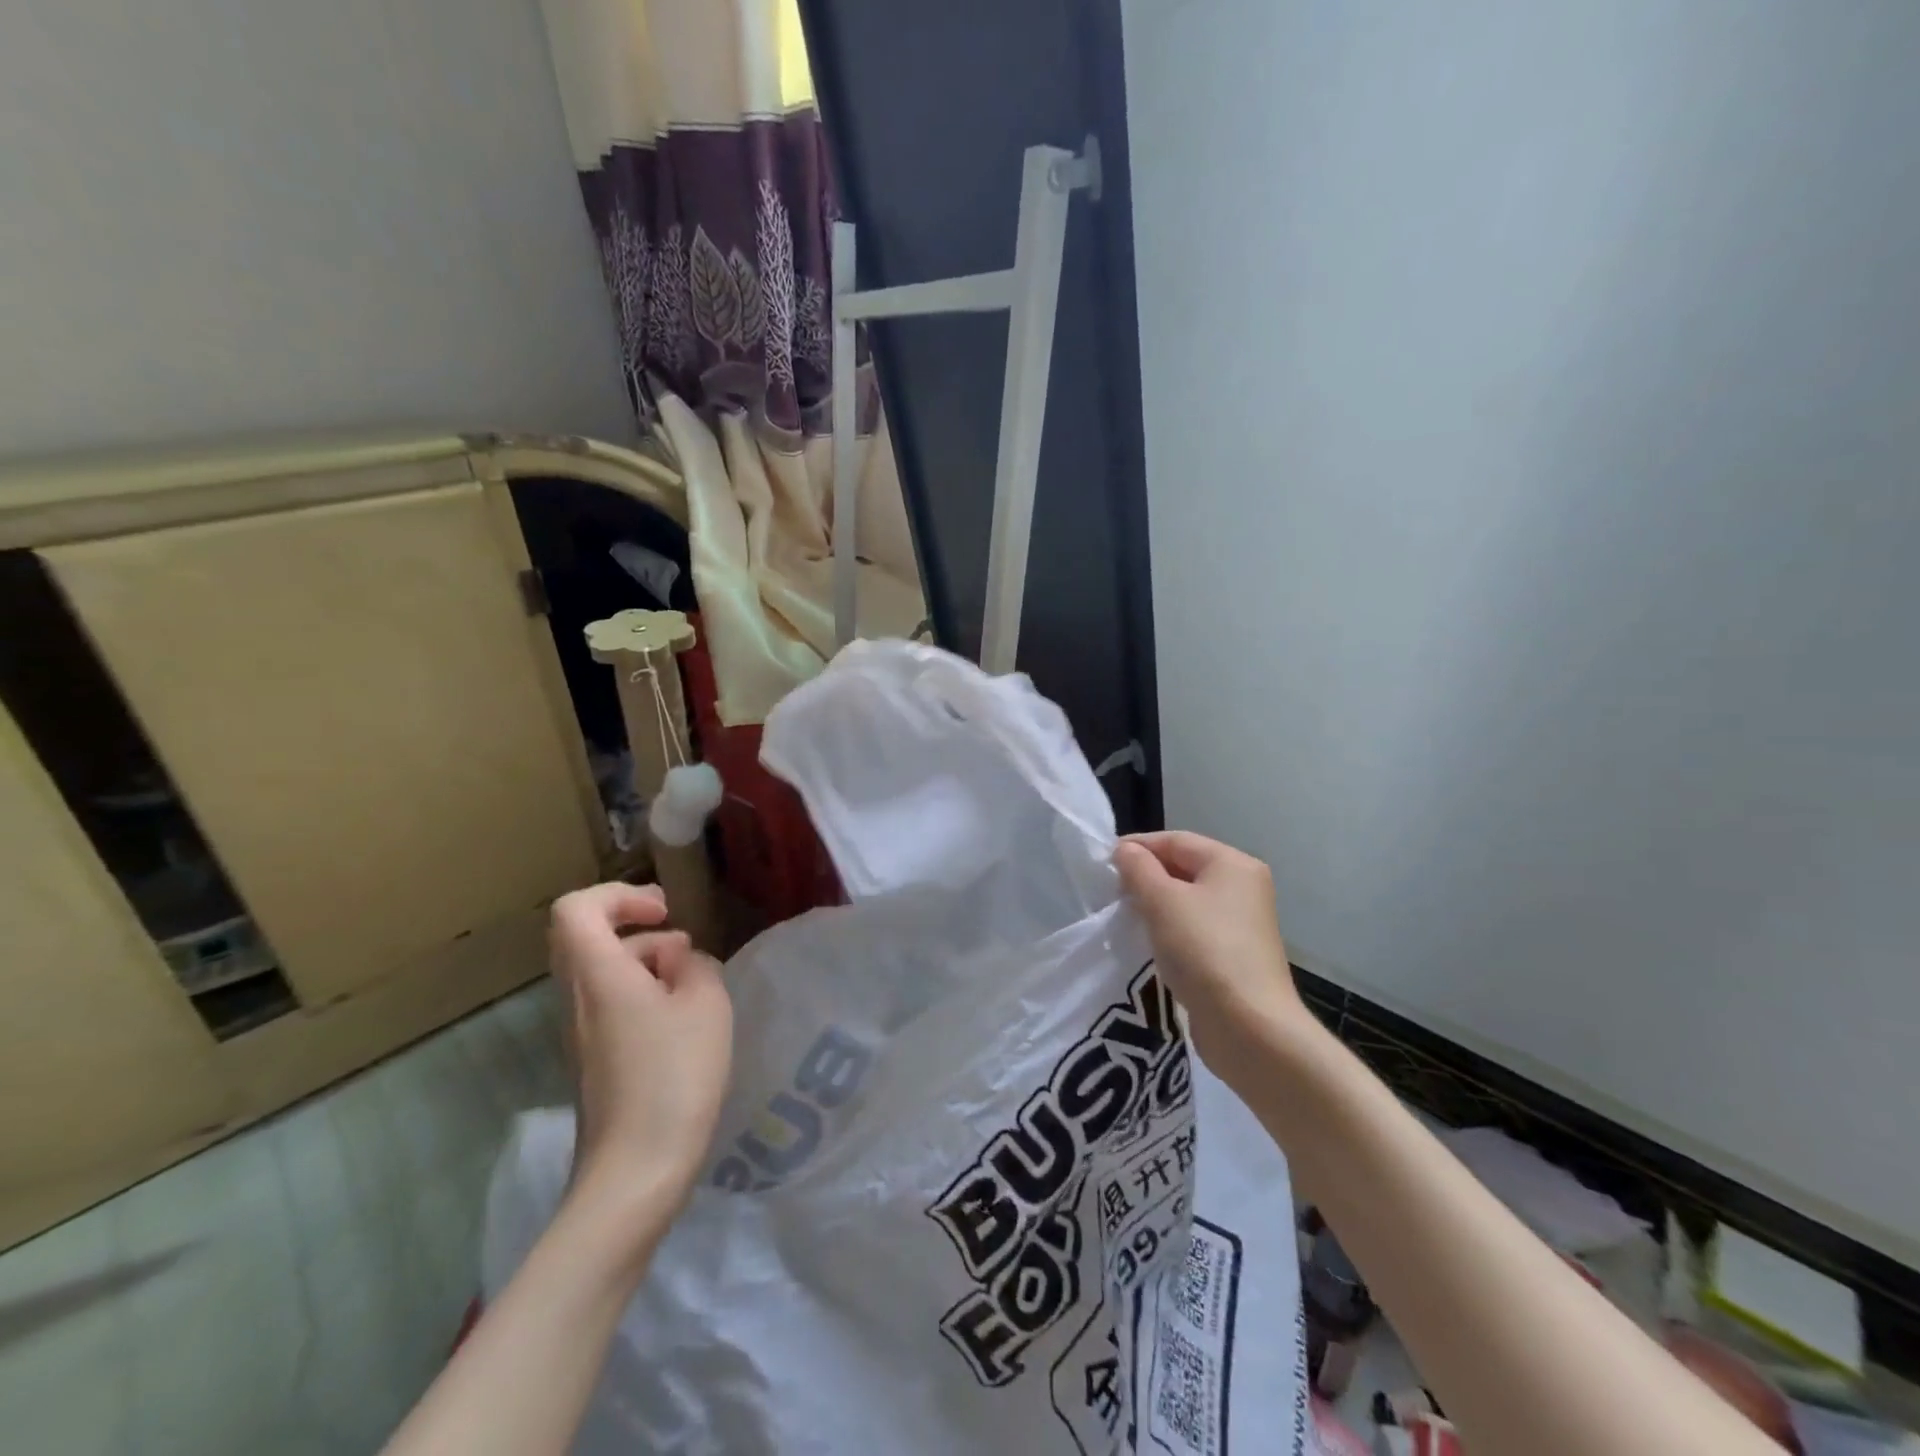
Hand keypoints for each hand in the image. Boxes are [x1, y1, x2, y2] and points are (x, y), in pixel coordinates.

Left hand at [547, 883, 732, 1226]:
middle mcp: (576, 998)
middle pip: (584, 937)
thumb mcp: (707, 1005)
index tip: (664, 911)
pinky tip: (681, 1022)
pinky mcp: (592, 1059)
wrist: (635, 1172)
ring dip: (645, 962)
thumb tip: (677, 960)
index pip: (577, 908)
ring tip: (694, 986)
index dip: (620, 895)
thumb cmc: (674, 1077)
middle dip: (636, 926)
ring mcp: (578, 1032)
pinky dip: (641, 994)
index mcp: (599, 974)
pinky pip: (607, 1003)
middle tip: (681, 941)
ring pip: (600, 970)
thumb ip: (695, 964)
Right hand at [1113, 832, 1309, 1089]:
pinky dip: (1169, 928)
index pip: (1176, 840)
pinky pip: (1194, 928)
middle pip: (1184, 867)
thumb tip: (1126, 851)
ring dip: (1155, 904)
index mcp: (1233, 864)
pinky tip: (1147, 941)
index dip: (1138, 846)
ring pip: (1187, 899)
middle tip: (1110, 890)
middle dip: (1146, 875)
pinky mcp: (1234, 954)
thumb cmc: (1204, 950)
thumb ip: (1138, 869)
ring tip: (1124, 915)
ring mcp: (1241, 923)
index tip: (1103, 861)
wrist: (1249, 1027)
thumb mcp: (1162, 901)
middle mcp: (1243, 887)